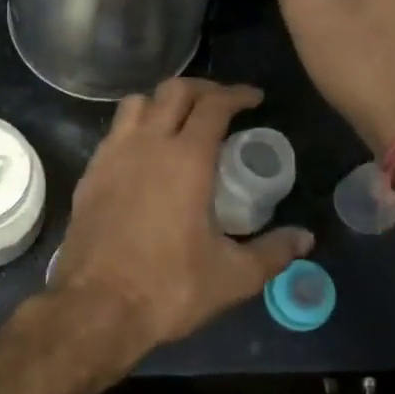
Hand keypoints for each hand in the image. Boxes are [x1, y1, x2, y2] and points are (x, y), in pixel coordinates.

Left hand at [50, 79, 311, 362]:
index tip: (254, 99)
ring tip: (180, 120)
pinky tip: (145, 154)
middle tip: (222, 104)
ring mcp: (112, 155)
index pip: (214, 105)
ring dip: (162, 101)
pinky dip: (135, 127)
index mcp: (186, 159)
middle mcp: (147, 144)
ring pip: (137, 103)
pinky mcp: (90, 173)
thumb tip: (304, 238)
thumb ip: (273, 253)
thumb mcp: (233, 276)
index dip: (237, 94)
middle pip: (174, 90)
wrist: (96, 305)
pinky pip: (115, 132)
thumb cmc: (168, 287)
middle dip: (203, 89)